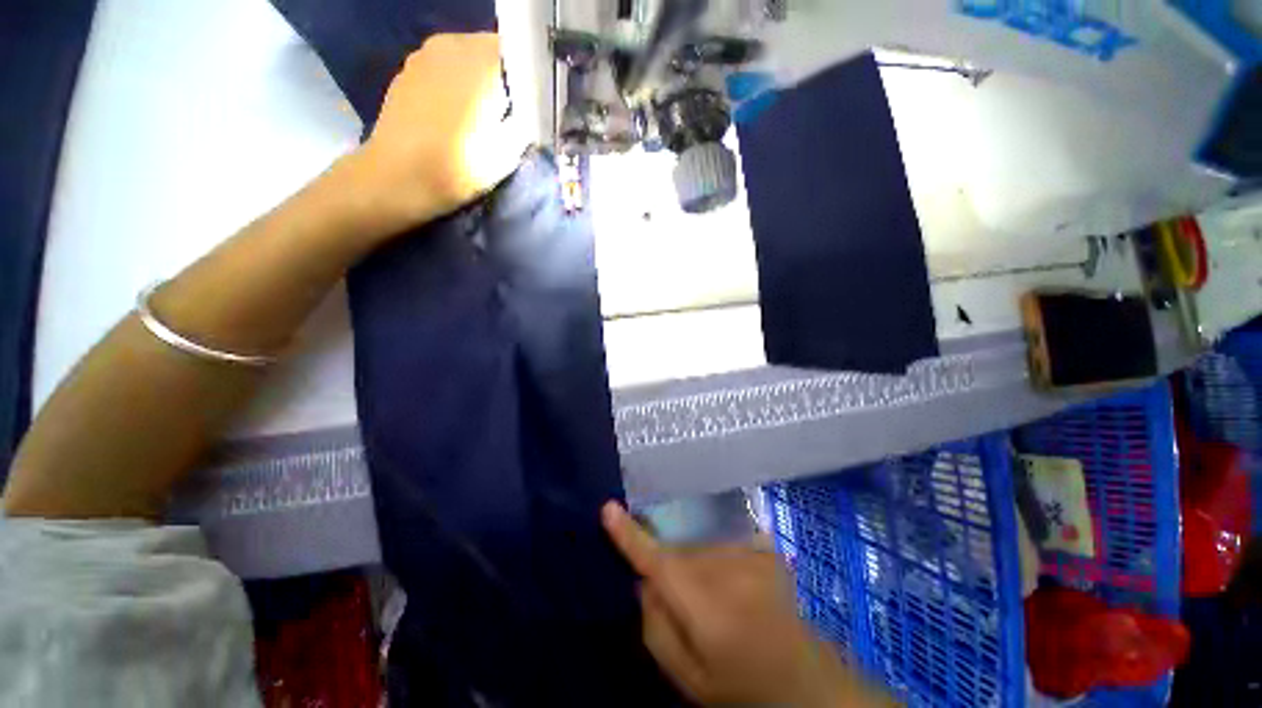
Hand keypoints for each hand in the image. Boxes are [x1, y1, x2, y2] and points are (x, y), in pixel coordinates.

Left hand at [343, 33, 527, 235]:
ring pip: (463, 58)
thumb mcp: (508, 152)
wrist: (398, 178)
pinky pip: (441, 69)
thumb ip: (523, 121)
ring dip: (475, 79)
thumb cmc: (459, 166)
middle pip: (488, 50)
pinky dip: (452, 85)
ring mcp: (424, 56)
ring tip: (480, 115)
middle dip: (501, 76)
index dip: (527, 74)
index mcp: (481, 60)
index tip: (531, 101)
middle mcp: (451, 45)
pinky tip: (453, 115)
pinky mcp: (406, 72)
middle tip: (509, 111)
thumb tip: (526, 110)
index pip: (517, 50)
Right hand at [602, 502, 896, 706]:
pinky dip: (719, 563)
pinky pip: (722, 545)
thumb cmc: (738, 684)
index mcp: (707, 611)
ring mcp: (751, 556)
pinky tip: (737, 589)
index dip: (630, 536)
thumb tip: (643, 581)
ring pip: (700, 548)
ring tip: (719, 602)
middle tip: (690, 607)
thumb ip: (656, 628)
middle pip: (678, 554)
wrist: (802, 678)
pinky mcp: (764, 547)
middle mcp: (729, 573)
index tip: (608, 508)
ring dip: (698, 568)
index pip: (659, 564)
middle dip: (672, 572)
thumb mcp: (686, 676)